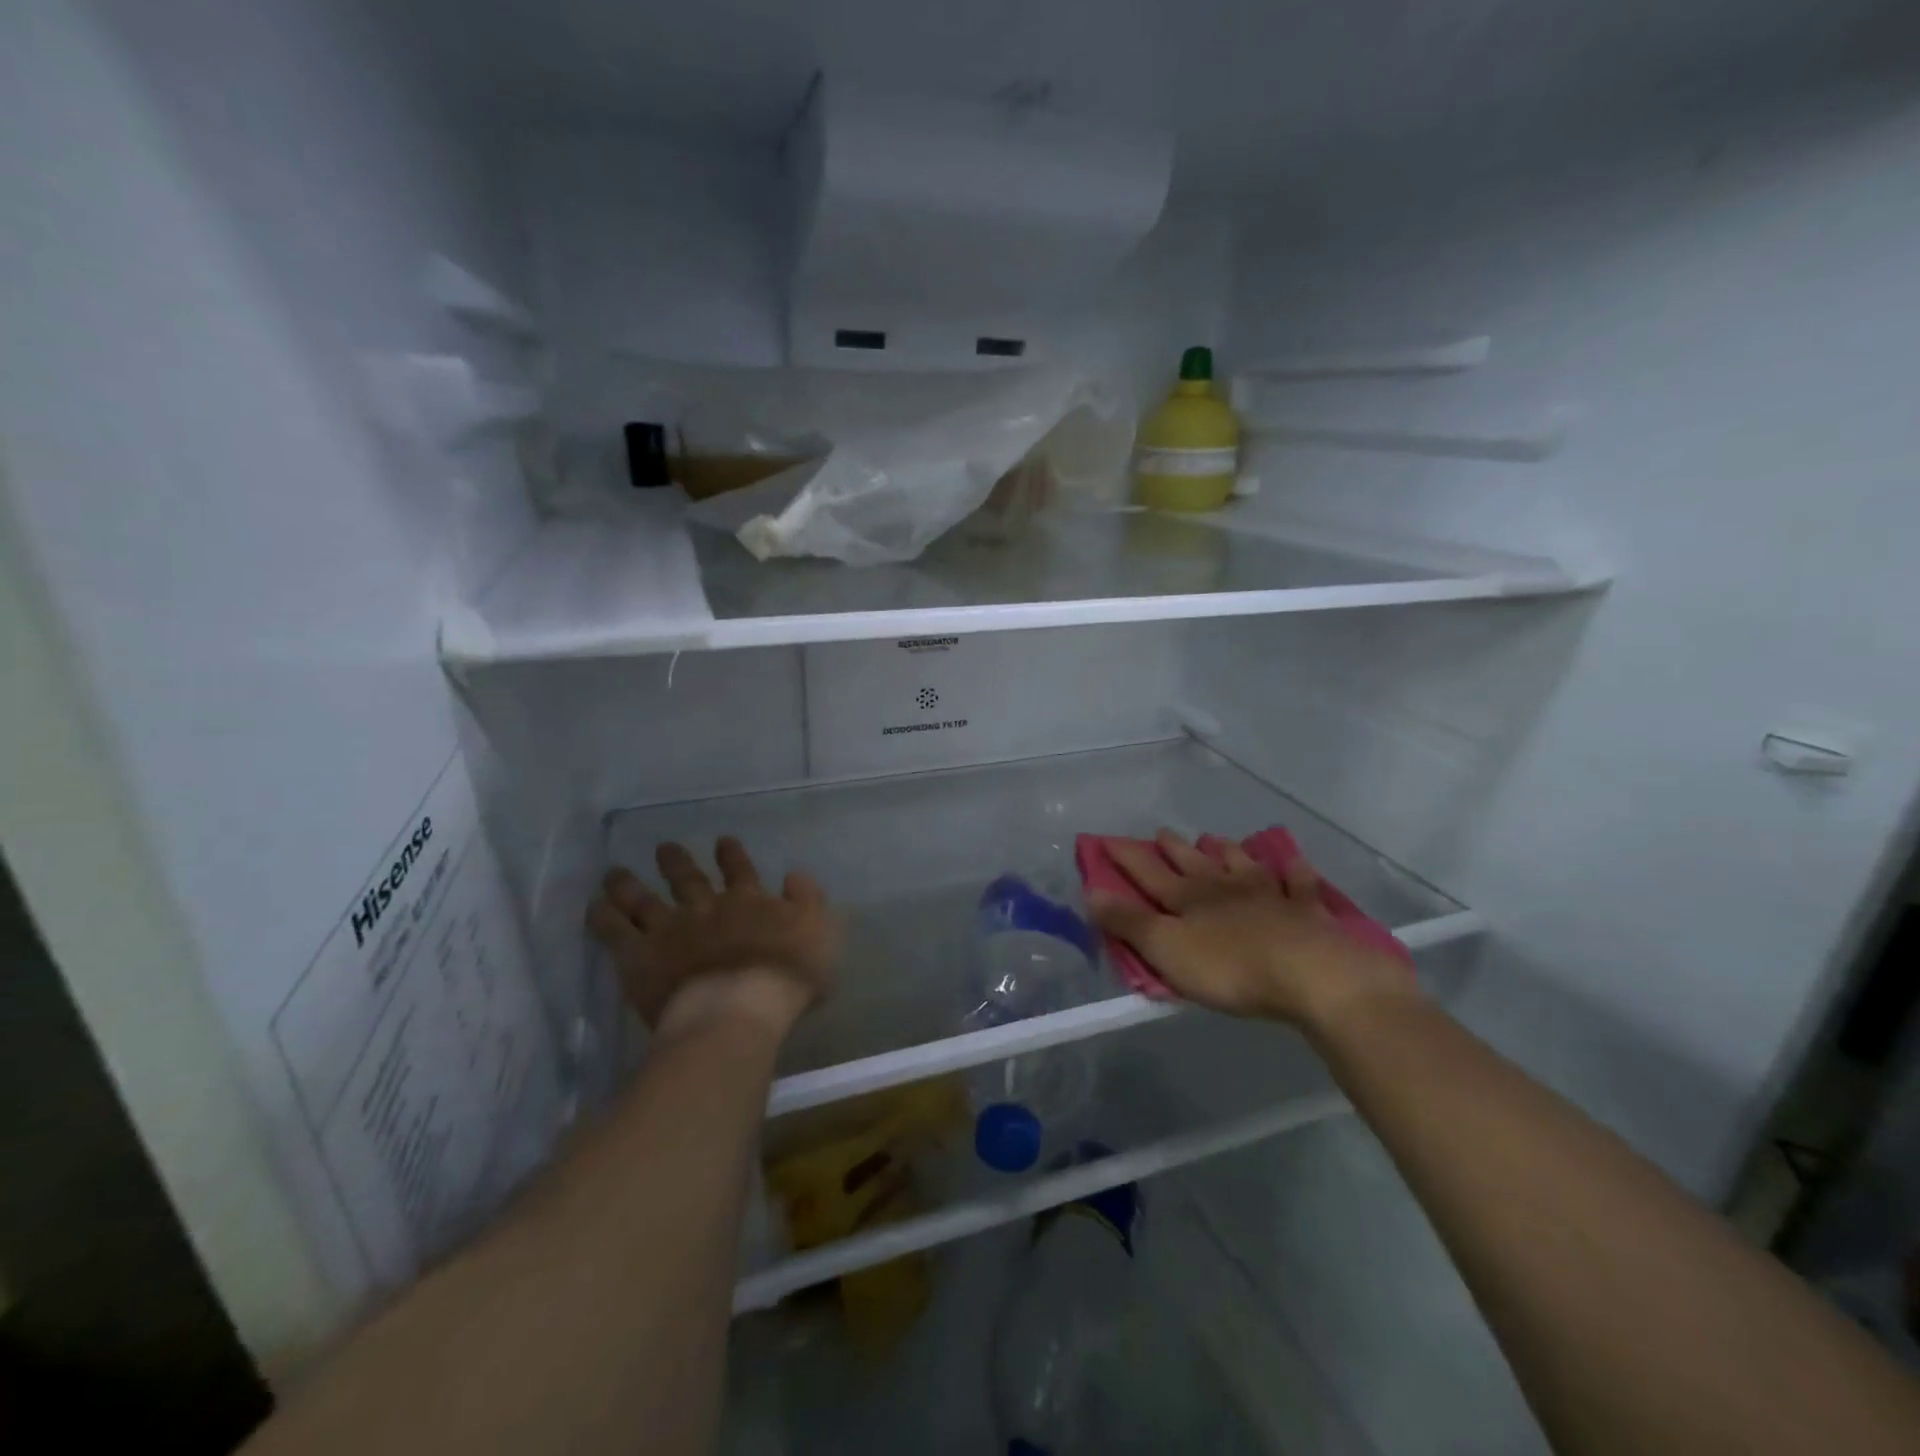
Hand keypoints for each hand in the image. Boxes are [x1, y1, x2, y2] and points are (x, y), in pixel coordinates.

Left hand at [587, 837, 840, 1040]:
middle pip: (688, 880)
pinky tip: (594, 906)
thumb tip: (795, 875)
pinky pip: (615, 931)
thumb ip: (809, 900)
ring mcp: (670, 929)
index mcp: (749, 902)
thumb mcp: (820, 933)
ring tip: (615, 873)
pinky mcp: (640, 956)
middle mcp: (707, 907)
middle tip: (664, 848)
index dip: (732, 856)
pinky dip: (603, 917)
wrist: (739, 1007)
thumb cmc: (787, 976)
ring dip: (631, 885)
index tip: (723, 841)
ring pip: (645, 900)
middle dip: (676, 862)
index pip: (740, 871)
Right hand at [1087, 830, 1419, 1031]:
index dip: (1126, 856)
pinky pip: (1298, 885)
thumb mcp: (1167, 950)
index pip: (1148, 872)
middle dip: (1174, 848)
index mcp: (1188, 899)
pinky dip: (1294, 873)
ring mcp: (1268, 895)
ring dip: (1227, 852)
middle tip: (1162, 832)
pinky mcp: (1306, 912)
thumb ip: (1128, 923)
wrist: (1312, 974)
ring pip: (1241, 865)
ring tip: (1217, 840)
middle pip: (1193, 863)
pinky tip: (1294, 864)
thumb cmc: (1231, 967)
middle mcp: (1224, 887)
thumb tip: (1091, 892)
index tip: (1106, 839)